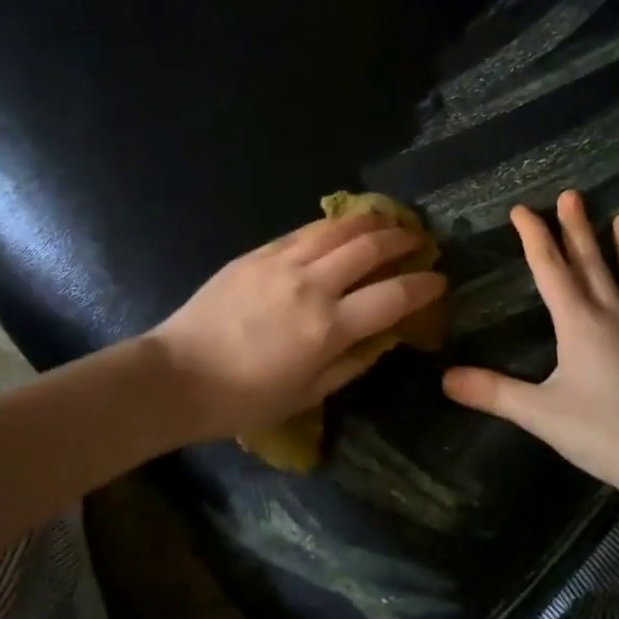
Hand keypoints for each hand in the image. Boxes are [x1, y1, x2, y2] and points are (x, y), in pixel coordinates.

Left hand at [147, 214, 447, 443]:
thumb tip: (383, 338)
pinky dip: (330, 224)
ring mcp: (281, 264)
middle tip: (419, 239)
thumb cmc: (244, 398)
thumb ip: (351, 363)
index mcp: (328, 328)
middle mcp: (312, 286)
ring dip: (369, 222)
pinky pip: (302, 231)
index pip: (392, 297)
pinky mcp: (257, 254)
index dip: (423, 285)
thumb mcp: (307, 394)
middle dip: (402, 240)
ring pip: (337, 230)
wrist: (178, 374)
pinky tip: (340, 224)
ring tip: (388, 219)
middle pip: (369, 249)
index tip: (439, 279)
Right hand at [442, 190, 618, 503]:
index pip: (551, 269)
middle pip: (592, 262)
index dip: (534, 237)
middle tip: (571, 195)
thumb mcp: (542, 415)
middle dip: (577, 227)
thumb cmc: (607, 435)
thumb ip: (493, 393)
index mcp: (579, 323)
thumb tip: (444, 378)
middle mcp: (616, 313)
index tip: (522, 209)